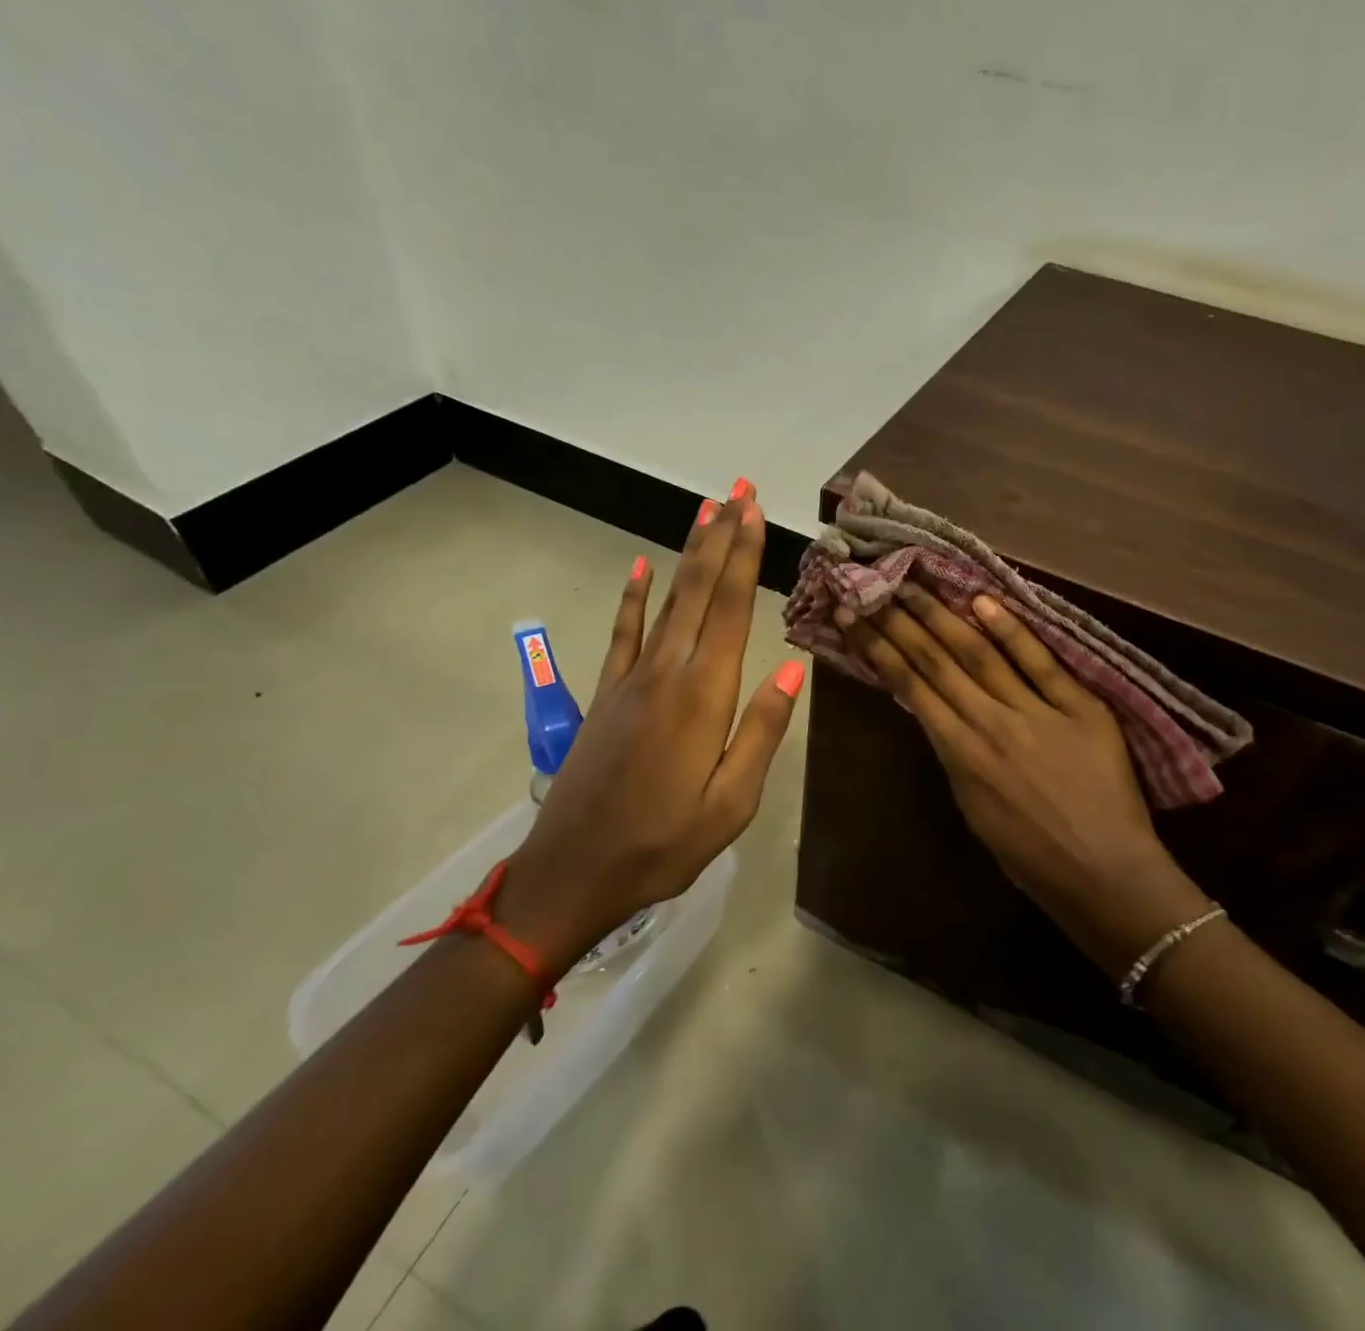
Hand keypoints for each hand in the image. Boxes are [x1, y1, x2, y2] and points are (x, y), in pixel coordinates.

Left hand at [502, 484, 804, 955]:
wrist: (571, 873)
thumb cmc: (663, 845)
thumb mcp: (731, 804)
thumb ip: (761, 732)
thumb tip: (792, 672)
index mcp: (703, 697)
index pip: (731, 609)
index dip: (744, 556)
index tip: (754, 511)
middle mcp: (667, 673)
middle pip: (699, 590)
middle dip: (721, 536)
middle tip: (737, 490)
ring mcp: (631, 679)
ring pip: (666, 600)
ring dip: (687, 553)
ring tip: (704, 511)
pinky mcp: (606, 694)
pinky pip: (621, 632)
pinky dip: (632, 597)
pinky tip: (637, 567)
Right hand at [838, 584, 1209, 975]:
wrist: (1104, 876)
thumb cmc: (1032, 856)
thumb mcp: (974, 808)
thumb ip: (955, 754)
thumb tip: (937, 710)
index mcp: (958, 755)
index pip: (909, 687)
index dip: (878, 647)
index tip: (853, 615)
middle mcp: (988, 724)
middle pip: (936, 661)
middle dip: (900, 619)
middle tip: (874, 583)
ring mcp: (1034, 713)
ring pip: (979, 654)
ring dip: (943, 615)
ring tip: (914, 583)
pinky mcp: (1080, 708)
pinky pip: (1041, 663)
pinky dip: (1012, 630)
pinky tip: (983, 600)